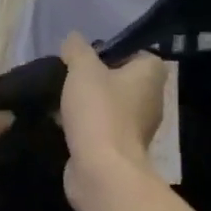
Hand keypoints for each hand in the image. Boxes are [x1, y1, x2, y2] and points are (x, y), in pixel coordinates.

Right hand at [58, 35, 166, 210]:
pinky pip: (101, 127)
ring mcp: (137, 127)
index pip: (137, 52)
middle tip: (69, 74)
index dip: (113, 50)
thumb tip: (73, 39)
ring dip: (87, 102)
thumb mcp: (83, 70)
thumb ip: (77, 49)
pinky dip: (84, 124)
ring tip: (59, 96)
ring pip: (109, 105)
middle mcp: (151, 99)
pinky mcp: (120, 149)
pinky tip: (60, 121)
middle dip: (95, 78)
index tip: (87, 54)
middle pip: (121, 79)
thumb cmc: (99, 111)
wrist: (102, 170)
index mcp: (150, 75)